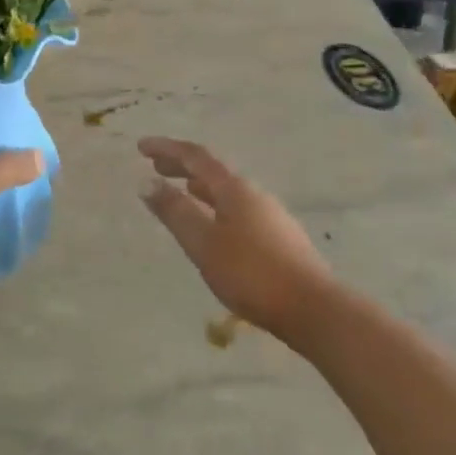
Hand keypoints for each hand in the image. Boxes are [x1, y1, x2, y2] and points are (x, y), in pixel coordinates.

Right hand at [138, 137, 337, 339]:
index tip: (141, 146)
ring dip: (199, 186)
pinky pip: (237, 209)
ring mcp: (269, 215)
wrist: (313, 308)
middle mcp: (253, 194)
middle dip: (182, 165)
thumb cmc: (252, 273)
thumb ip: (175, 211)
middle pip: (213, 171)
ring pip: (226, 191)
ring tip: (181, 190)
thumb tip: (146, 182)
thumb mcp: (204, 243)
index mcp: (234, 189)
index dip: (167, 149)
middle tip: (156, 166)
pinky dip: (215, 206)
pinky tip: (214, 226)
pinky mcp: (277, 238)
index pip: (196, 157)